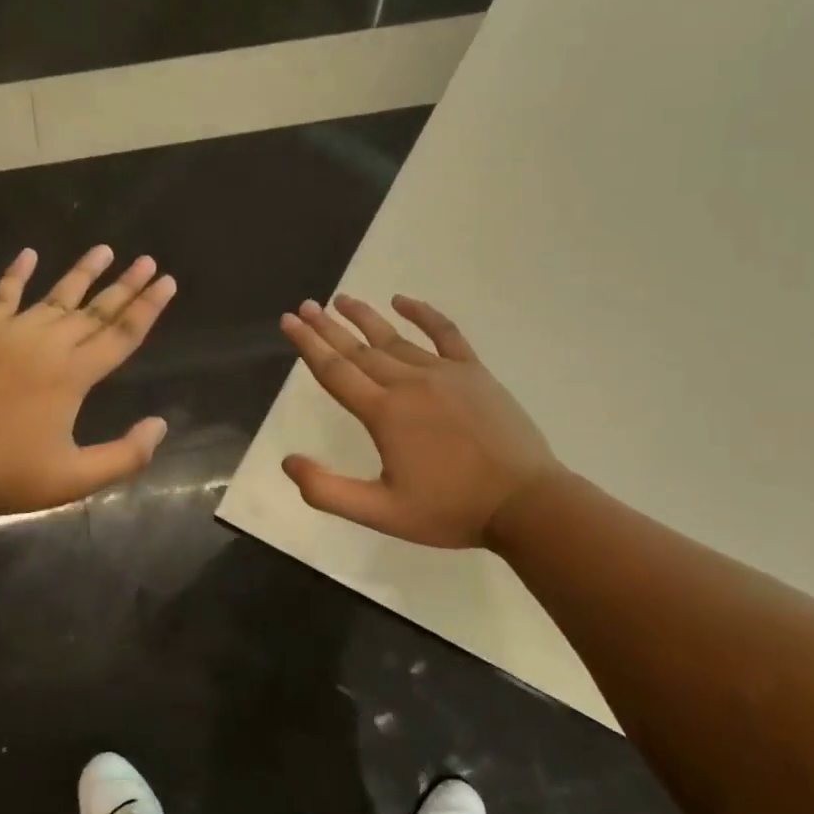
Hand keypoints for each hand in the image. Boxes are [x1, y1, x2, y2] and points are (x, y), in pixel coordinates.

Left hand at [0, 245, 175, 516]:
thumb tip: (160, 425)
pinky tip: (29, 254)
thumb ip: (125, 456)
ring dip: (82, 272)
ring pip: (55, 296)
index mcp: (73, 375)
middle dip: (126, 285)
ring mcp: (7, 334)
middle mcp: (46, 344)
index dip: (148, 308)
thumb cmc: (5, 475)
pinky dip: (16, 273)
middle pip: (95, 310)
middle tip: (148, 261)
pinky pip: (1, 295)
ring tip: (104, 250)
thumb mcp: (74, 479)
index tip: (167, 282)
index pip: (122, 334)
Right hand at [279, 295, 559, 548]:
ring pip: (394, 339)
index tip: (288, 321)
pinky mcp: (474, 372)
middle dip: (327, 327)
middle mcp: (409, 383)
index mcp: (384, 413)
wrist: (524, 503)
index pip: (335, 371)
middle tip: (304, 306)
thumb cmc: (450, 510)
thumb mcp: (380, 513)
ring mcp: (444, 373)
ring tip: (341, 300)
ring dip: (364, 318)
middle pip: (358, 349)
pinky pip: (444, 333)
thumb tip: (289, 461)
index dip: (307, 345)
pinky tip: (403, 300)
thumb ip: (328, 490)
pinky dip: (423, 313)